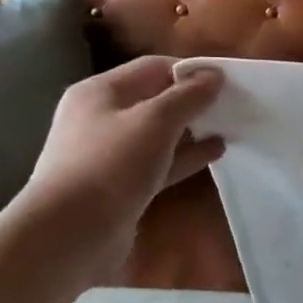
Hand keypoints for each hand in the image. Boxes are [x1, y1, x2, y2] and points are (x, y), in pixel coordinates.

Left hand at [14, 57, 224, 277]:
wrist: (69, 234)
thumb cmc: (110, 165)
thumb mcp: (155, 122)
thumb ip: (188, 96)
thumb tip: (214, 75)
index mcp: (100, 92)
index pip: (152, 68)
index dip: (190, 71)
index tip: (227, 82)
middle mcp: (100, 118)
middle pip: (155, 100)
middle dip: (193, 101)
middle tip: (233, 105)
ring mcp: (109, 155)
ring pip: (159, 134)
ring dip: (192, 130)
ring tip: (230, 128)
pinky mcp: (121, 186)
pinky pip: (159, 162)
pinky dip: (185, 156)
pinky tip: (215, 153)